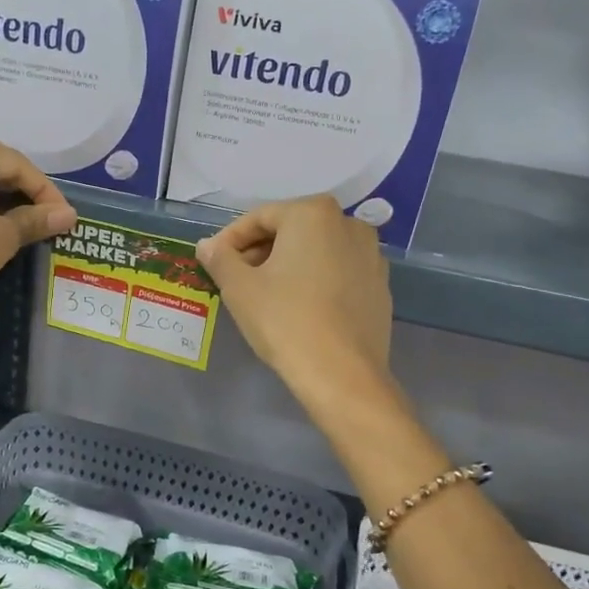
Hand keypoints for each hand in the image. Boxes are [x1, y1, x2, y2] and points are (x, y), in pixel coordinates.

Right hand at [196, 195, 392, 405]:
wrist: (342, 374)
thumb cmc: (285, 321)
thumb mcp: (239, 288)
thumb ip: (220, 258)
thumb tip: (208, 245)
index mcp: (313, 213)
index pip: (259, 218)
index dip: (230, 239)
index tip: (214, 262)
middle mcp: (348, 223)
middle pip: (291, 230)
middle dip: (260, 250)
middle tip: (236, 279)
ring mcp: (371, 255)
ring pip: (317, 250)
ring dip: (288, 264)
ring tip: (266, 294)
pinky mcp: (381, 285)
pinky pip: (338, 272)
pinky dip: (315, 280)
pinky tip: (300, 308)